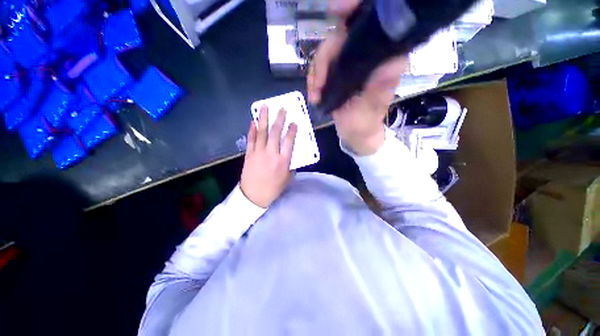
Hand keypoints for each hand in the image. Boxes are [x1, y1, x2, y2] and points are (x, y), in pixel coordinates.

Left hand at [240, 106, 297, 207]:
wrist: (254, 195)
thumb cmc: (274, 188)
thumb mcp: (288, 178)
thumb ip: (291, 165)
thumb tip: (290, 155)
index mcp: (283, 161)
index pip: (289, 141)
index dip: (292, 130)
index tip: (294, 122)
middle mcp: (272, 153)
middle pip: (276, 133)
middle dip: (279, 119)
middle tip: (282, 109)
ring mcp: (259, 152)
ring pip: (262, 132)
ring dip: (263, 118)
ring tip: (264, 107)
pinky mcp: (249, 154)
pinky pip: (251, 139)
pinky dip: (252, 129)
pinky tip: (253, 121)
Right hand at [307, 1, 407, 155]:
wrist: (354, 133)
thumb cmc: (364, 123)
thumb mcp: (371, 110)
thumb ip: (379, 90)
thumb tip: (394, 64)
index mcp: (381, 59)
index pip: (371, 26)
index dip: (354, 9)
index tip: (336, 9)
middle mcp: (366, 55)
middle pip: (339, 38)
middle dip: (323, 59)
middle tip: (317, 86)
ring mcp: (348, 63)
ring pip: (326, 52)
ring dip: (316, 73)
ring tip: (314, 95)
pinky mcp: (337, 72)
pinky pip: (320, 66)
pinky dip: (314, 79)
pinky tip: (314, 94)